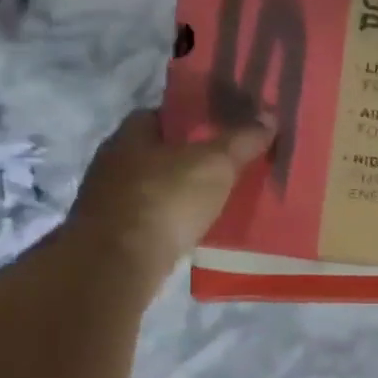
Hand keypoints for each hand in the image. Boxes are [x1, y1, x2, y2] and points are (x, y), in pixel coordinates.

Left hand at [67, 108, 273, 276]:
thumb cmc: (166, 199)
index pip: (160, 115)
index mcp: (130, 135)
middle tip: (224, 167)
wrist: (120, 262)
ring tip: (214, 200)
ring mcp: (108, 201)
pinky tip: (191, 229)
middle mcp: (112, 162)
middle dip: (185, 159)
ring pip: (151, 187)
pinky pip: (148, 219)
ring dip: (176, 192)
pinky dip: (169, 220)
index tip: (219, 131)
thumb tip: (269, 116)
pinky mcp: (112, 235)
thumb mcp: (215, 165)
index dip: (190, 120)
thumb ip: (242, 141)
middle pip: (155, 152)